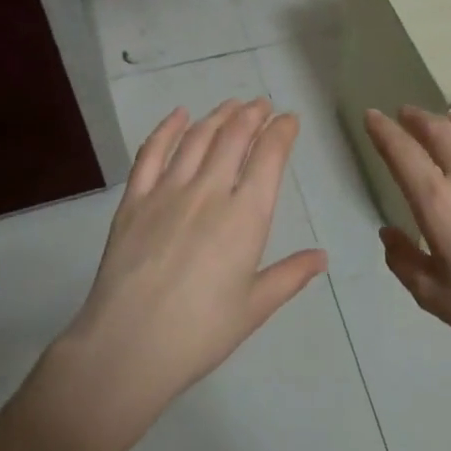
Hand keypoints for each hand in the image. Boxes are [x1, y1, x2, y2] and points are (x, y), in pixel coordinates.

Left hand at [67, 99, 326, 415]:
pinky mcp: (134, 200)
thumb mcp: (254, 307)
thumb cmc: (200, 333)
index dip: (281, 132)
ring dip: (218, 116)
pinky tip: (178, 115)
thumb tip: (322, 256)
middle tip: (262, 104)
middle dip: (252, 115)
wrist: (128, 346)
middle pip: (234, 138)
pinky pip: (151, 153)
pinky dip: (167, 128)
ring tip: (231, 104)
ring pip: (197, 138)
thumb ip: (290, 276)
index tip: (289, 119)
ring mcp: (168, 191)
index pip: (269, 157)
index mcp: (246, 217)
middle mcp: (210, 192)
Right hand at [365, 106, 450, 376]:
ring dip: (448, 122)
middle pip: (436, 129)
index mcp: (438, 203)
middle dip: (414, 117)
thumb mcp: (433, 296)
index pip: (401, 151)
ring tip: (441, 125)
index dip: (382, 129)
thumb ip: (403, 260)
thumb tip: (389, 232)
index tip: (371, 115)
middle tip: (404, 114)